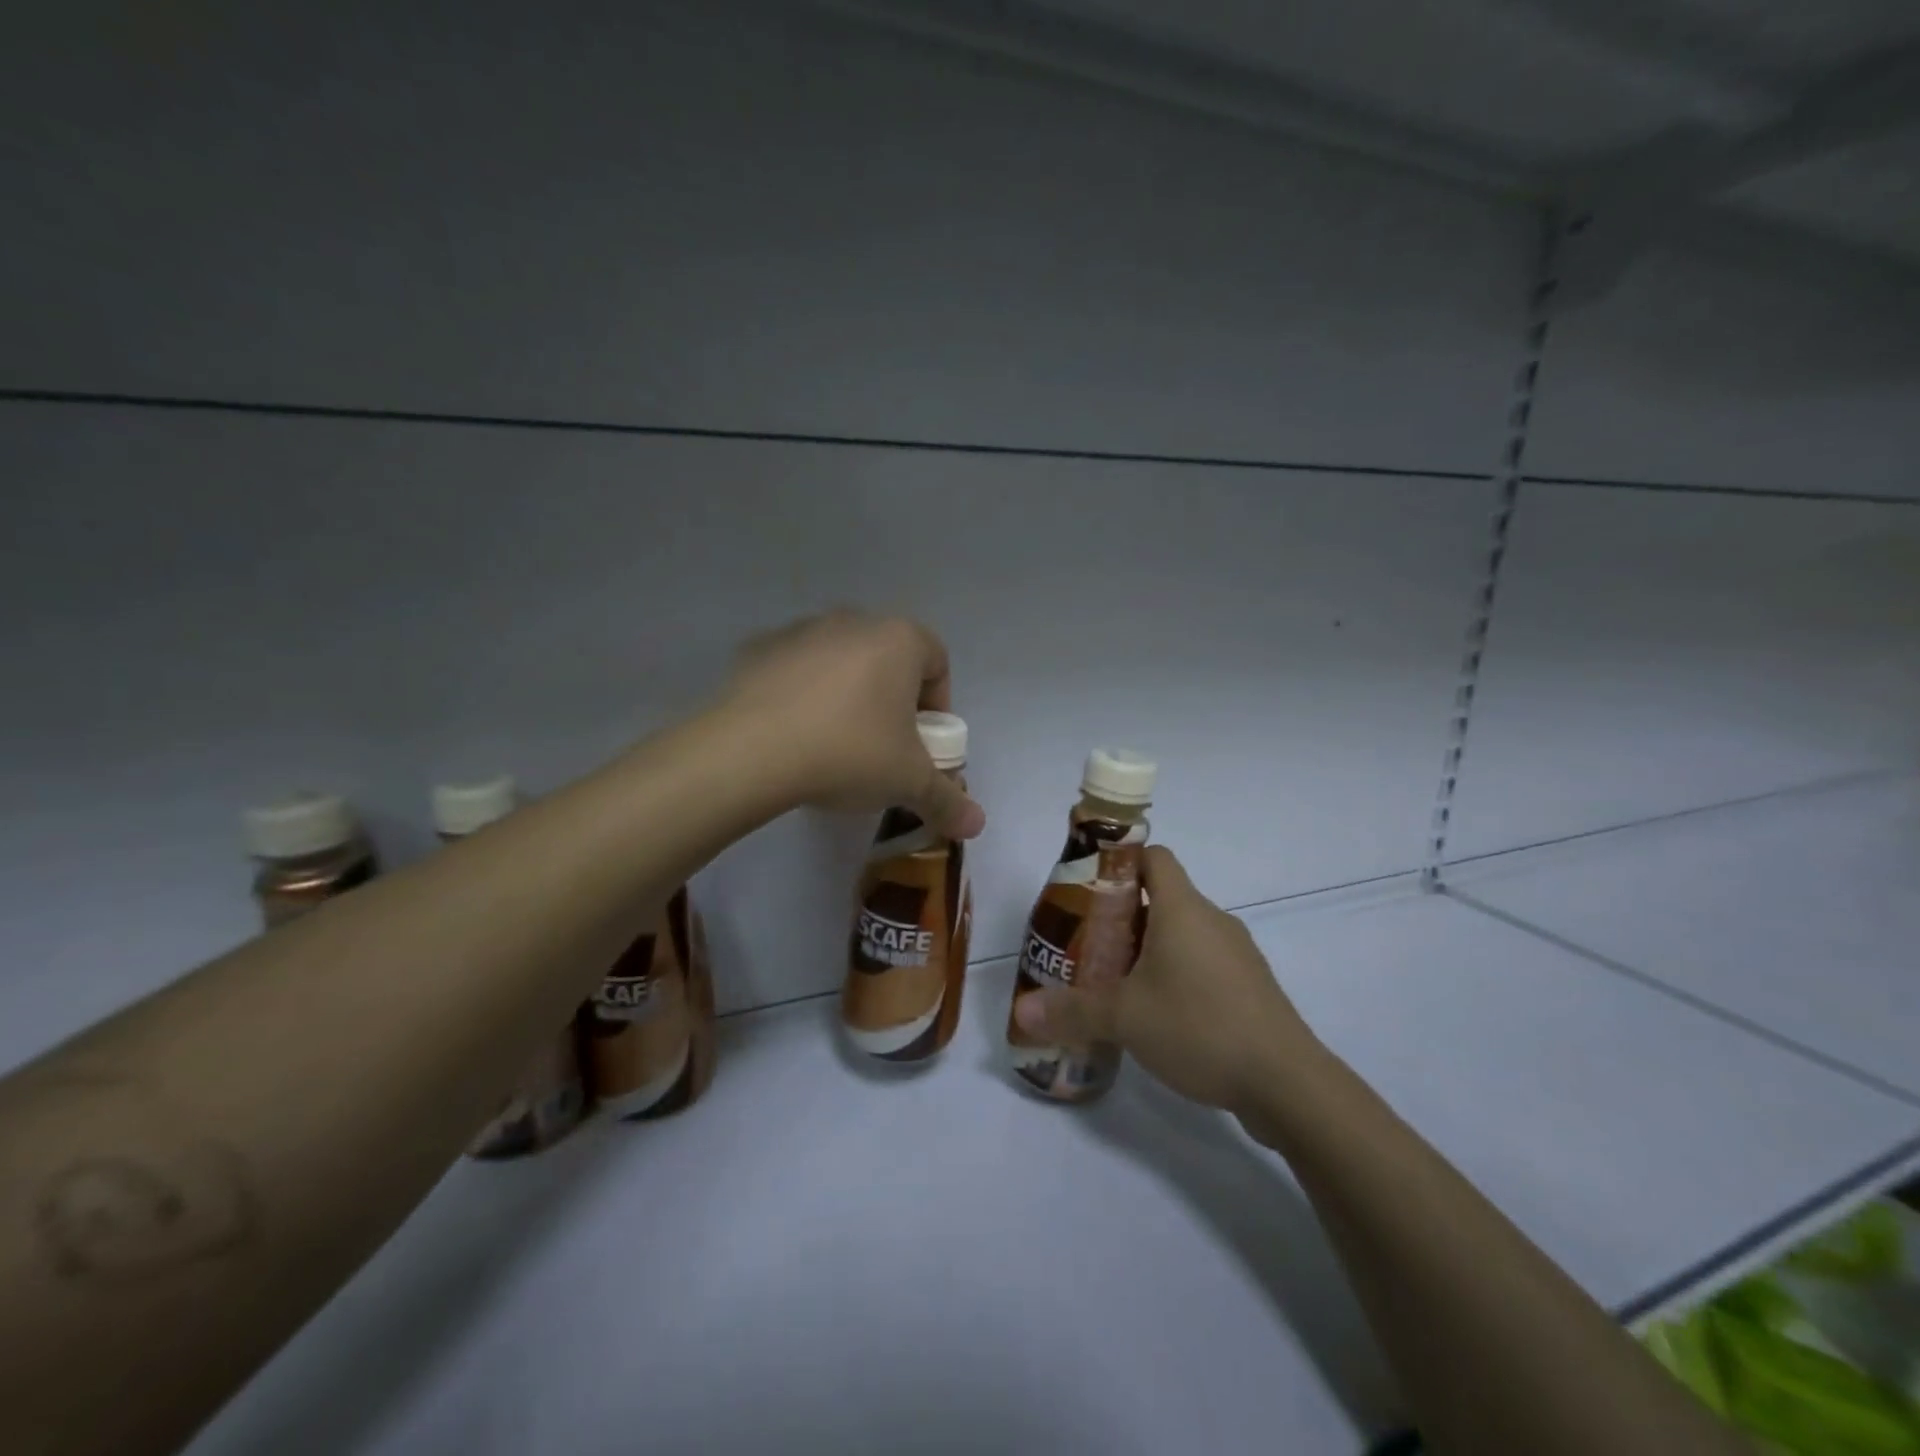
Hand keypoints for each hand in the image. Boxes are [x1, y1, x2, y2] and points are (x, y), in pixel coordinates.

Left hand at [718, 611, 986, 840]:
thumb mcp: (908, 782)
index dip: (937, 707)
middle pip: (889, 661)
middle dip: (892, 702)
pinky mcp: (758, 649)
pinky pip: (796, 672)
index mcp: (899, 639)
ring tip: (833, 746)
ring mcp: (801, 631)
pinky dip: (802, 696)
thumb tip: (977, 826)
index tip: (922, 745)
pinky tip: (792, 736)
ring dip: (847, 696)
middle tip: (882, 748)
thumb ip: (948, 800)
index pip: (937, 663)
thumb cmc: (849, 752)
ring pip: (841, 663)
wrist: (750, 752)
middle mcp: (853, 621)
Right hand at [1013, 846, 1318, 1123]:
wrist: (1288, 1083)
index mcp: (1183, 909)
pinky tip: (1158, 1014)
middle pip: (1162, 897)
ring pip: (1183, 933)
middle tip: (1088, 944)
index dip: (1120, 862)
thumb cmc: (1200, 1027)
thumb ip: (1071, 1010)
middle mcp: (1212, 920)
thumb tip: (1022, 1011)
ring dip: (1149, 948)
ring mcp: (1237, 954)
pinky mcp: (1250, 987)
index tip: (1089, 887)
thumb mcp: (1125, 1018)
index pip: (1153, 857)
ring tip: (1115, 982)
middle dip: (1122, 916)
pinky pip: (1203, 963)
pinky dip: (1176, 974)